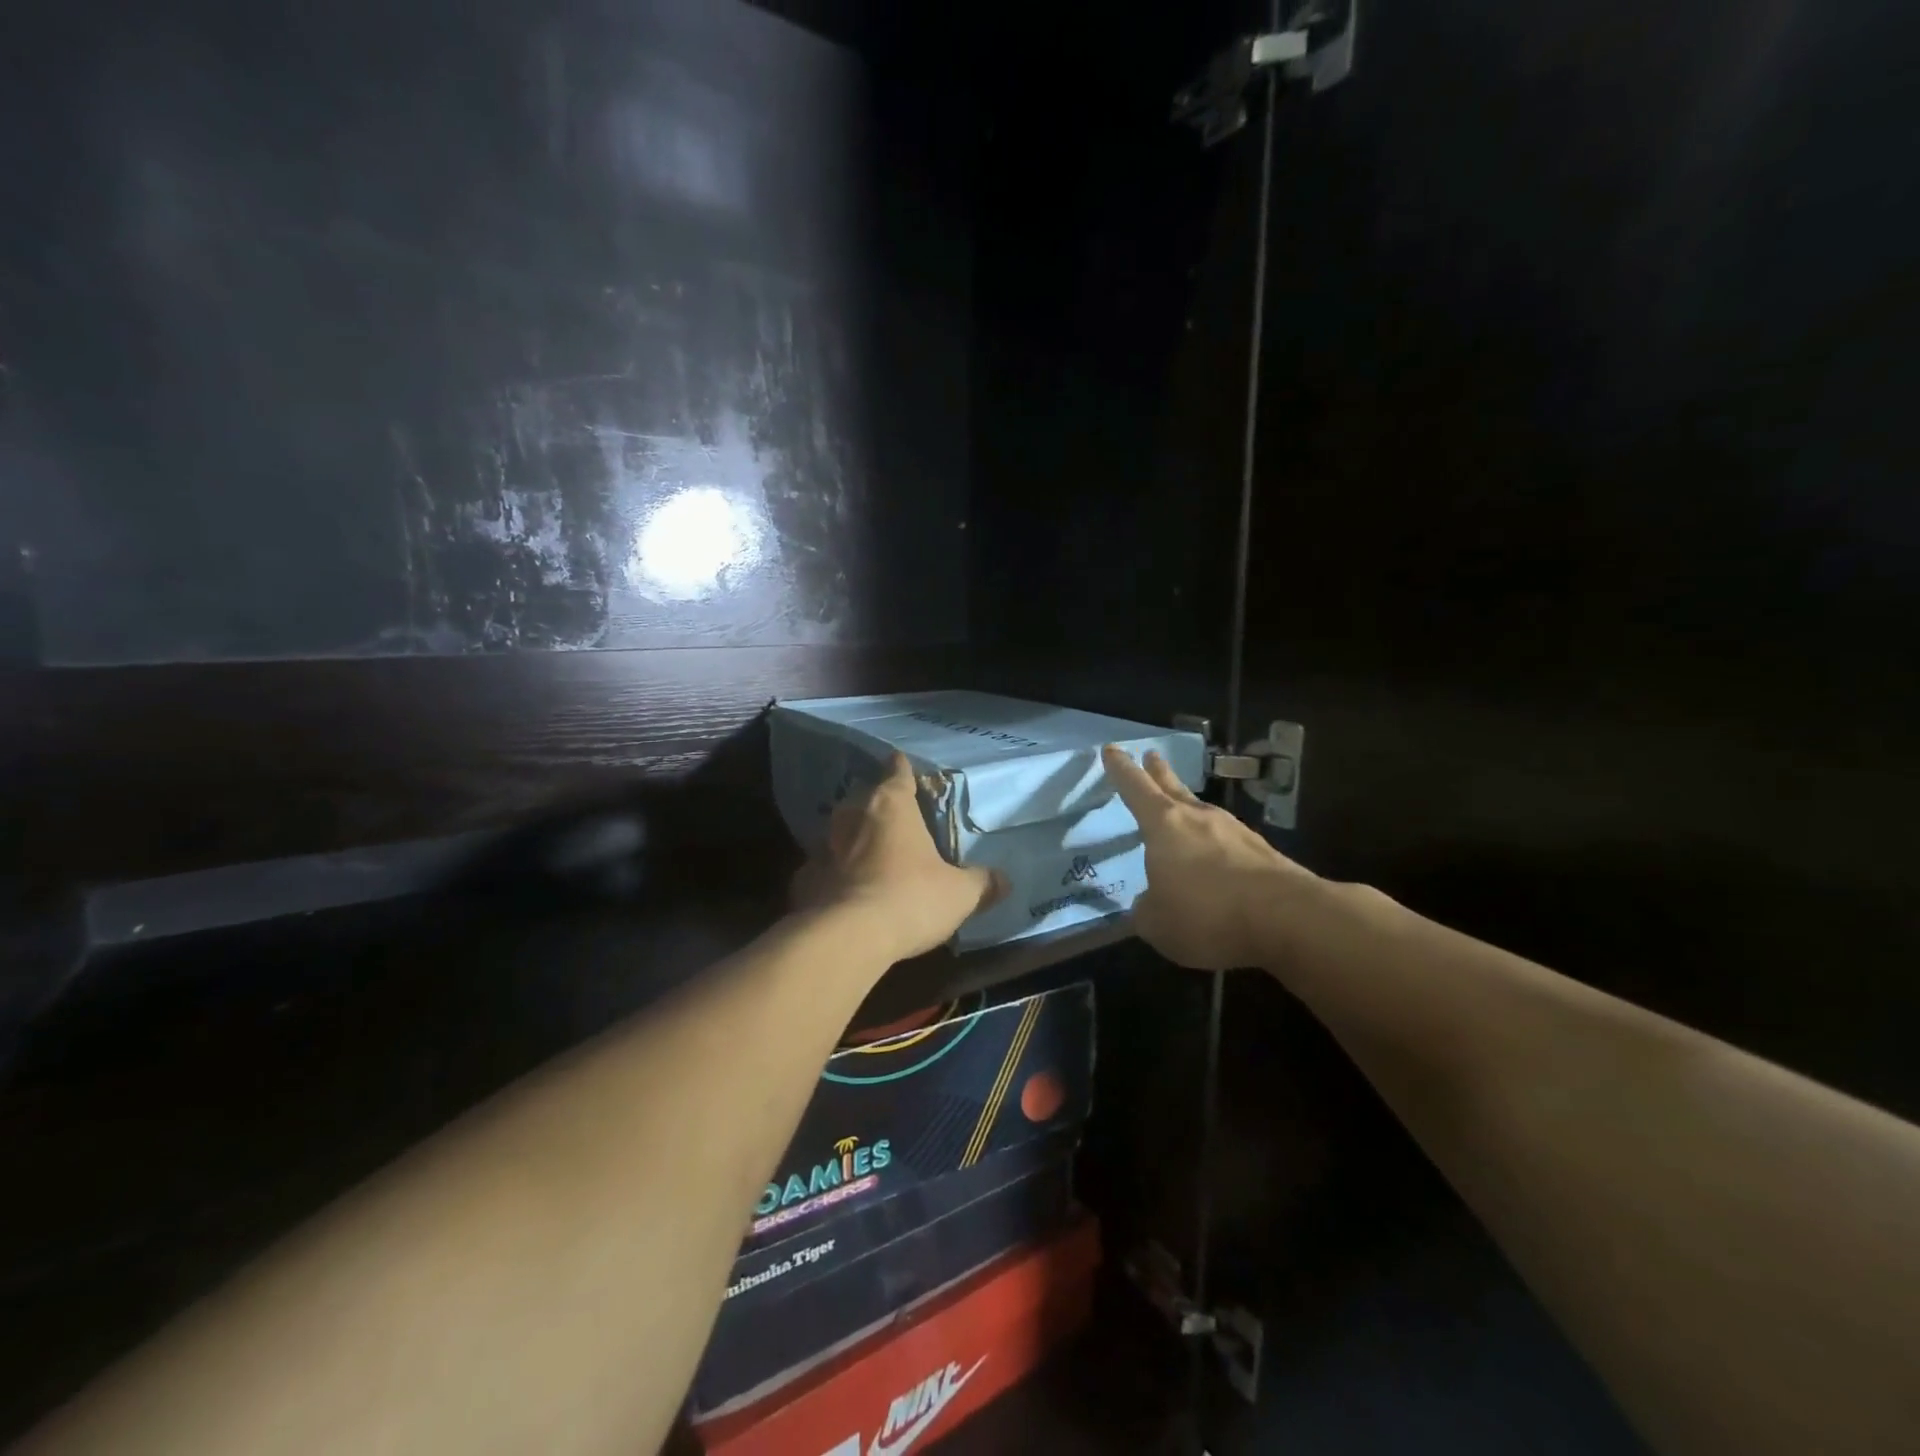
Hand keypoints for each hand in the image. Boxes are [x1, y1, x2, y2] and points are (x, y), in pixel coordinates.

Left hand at [792, 752, 1003, 963]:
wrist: (846, 938)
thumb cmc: (910, 899)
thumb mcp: (959, 894)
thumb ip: (982, 883)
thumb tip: (1004, 880)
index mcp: (891, 805)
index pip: (897, 772)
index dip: (903, 768)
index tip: (903, 764)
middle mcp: (852, 816)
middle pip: (865, 800)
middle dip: (878, 808)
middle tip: (895, 821)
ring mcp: (822, 847)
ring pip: (839, 834)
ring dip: (852, 841)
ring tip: (868, 857)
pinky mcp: (804, 880)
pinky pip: (822, 870)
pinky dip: (833, 876)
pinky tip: (843, 893)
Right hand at [1102, 744, 1317, 970]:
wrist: (1288, 918)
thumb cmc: (1207, 913)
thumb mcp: (1157, 924)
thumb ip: (1145, 909)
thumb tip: (1148, 903)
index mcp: (1164, 825)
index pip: (1135, 788)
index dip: (1121, 769)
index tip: (1112, 750)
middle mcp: (1199, 818)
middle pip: (1173, 788)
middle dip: (1158, 772)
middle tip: (1152, 756)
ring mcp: (1235, 831)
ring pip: (1203, 813)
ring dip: (1188, 810)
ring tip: (1180, 814)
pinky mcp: (1262, 852)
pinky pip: (1228, 842)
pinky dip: (1214, 846)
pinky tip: (1214, 863)